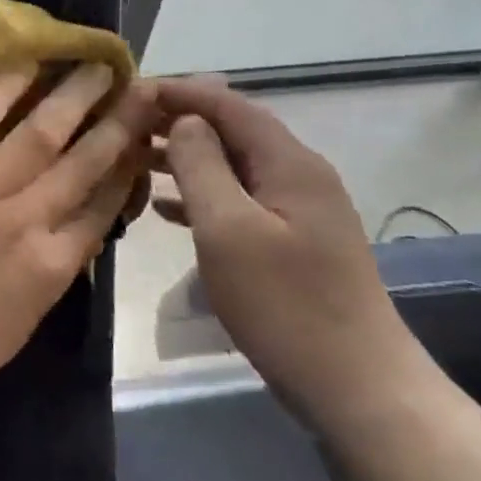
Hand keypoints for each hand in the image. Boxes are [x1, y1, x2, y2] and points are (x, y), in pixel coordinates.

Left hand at [0, 64, 158, 429]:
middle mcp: (24, 221)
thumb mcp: (20, 323)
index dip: (127, 169)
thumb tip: (74, 226)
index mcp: (51, 268)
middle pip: (83, 163)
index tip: (143, 138)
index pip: (103, 207)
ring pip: (37, 135)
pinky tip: (24, 68)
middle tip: (141, 88)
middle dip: (118, 123)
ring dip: (72, 97)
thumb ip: (51, 271)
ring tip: (95, 67)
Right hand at [153, 76, 434, 434]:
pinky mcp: (292, 242)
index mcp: (288, 163)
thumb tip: (184, 122)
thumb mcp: (229, 230)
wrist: (357, 388)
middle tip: (123, 124)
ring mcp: (298, 210)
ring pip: (232, 166)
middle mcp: (298, 175)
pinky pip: (239, 201)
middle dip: (177, 121)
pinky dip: (201, 195)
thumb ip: (201, 166)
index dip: (178, 92)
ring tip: (134, 158)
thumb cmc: (286, 305)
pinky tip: (165, 209)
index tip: (129, 91)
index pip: (228, 104)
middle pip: (232, 130)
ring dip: (185, 158)